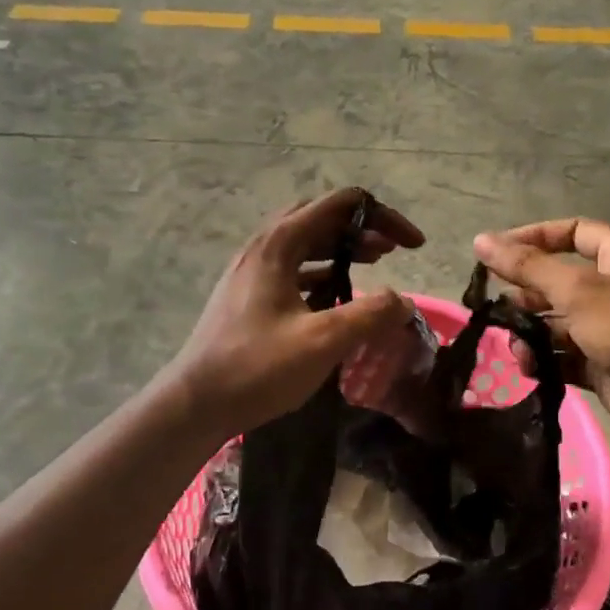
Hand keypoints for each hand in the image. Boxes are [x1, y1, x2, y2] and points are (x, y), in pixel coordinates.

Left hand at [172, 188, 424, 435]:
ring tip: (375, 262)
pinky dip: (321, 272)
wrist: (195, 403)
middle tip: (392, 250)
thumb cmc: (257, 367)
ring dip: (341, 248)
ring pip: (304, 244)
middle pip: (319, 218)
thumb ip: (369, 315)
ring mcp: (251, 272)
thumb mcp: (322, 341)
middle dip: (361, 228)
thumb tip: (403, 302)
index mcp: (278, 244)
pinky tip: (336, 295)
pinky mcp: (247, 297)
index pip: (339, 205)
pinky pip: (292, 269)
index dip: (383, 218)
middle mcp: (262, 248)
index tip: (413, 246)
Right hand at [474, 219, 609, 456]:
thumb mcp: (579, 291)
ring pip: (557, 321)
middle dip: (526, 293)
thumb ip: (528, 267)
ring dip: (531, 332)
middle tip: (496, 309)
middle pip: (559, 279)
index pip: (570, 232)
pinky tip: (530, 368)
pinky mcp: (605, 364)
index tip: (492, 255)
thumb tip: (481, 240)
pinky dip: (545, 359)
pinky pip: (565, 354)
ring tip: (516, 347)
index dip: (531, 239)